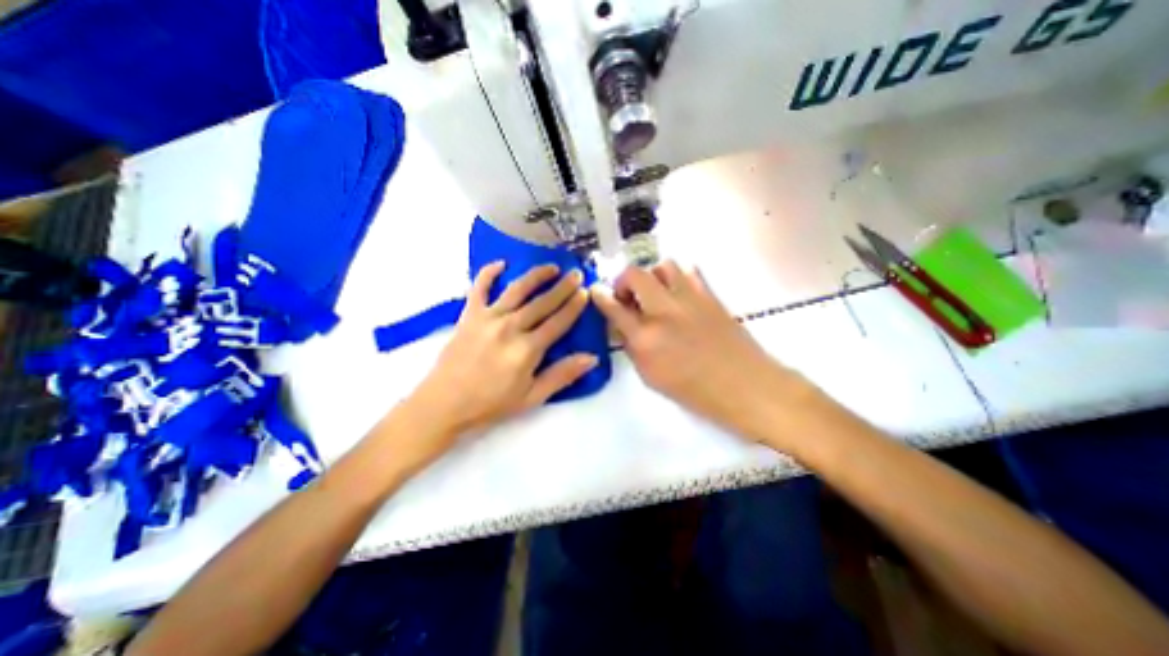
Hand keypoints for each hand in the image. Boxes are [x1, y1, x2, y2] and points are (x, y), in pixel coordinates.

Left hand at [407, 262, 595, 441]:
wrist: (444, 403)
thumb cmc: (490, 404)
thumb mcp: (532, 397)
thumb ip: (562, 375)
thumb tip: (592, 358)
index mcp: (527, 349)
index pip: (558, 322)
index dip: (574, 306)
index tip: (586, 292)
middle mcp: (510, 327)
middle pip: (542, 302)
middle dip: (563, 287)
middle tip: (576, 274)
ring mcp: (488, 318)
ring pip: (517, 289)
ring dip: (536, 275)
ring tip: (551, 267)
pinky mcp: (469, 315)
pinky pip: (479, 287)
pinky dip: (488, 273)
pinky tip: (500, 263)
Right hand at [594, 260, 804, 435]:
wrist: (747, 387)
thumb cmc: (696, 393)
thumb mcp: (653, 378)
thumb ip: (633, 348)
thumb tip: (624, 326)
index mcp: (646, 339)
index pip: (614, 308)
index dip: (601, 296)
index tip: (596, 290)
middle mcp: (664, 312)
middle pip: (635, 275)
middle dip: (624, 280)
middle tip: (628, 296)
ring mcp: (690, 299)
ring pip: (663, 266)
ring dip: (652, 276)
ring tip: (655, 294)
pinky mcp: (710, 295)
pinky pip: (689, 271)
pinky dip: (678, 277)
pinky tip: (679, 294)